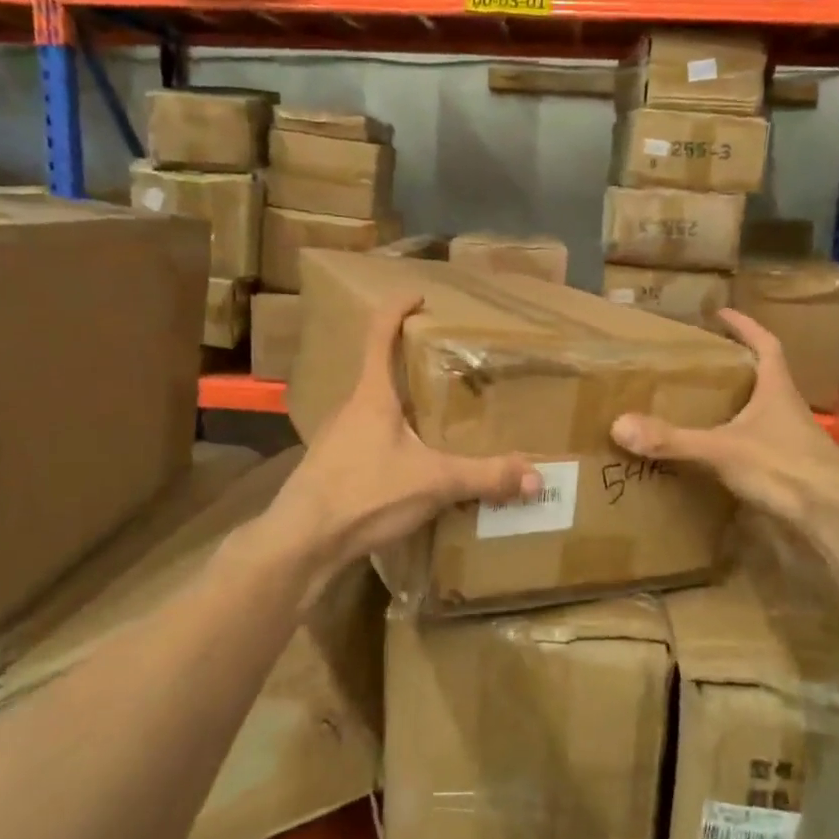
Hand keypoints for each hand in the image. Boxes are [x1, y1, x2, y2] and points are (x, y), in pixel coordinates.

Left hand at [266, 295, 539, 573]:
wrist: (301, 543)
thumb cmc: (363, 494)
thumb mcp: (433, 483)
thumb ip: (485, 477)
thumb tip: (536, 478)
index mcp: (372, 395)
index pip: (379, 333)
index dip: (398, 309)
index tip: (420, 296)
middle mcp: (351, 408)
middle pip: (381, 371)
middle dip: (412, 364)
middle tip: (451, 367)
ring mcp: (338, 438)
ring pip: (376, 409)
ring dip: (404, 405)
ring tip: (440, 416)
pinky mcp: (334, 466)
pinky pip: (370, 438)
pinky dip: (394, 438)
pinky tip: (414, 463)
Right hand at [610, 309, 838, 528]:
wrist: (836, 518)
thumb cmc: (785, 468)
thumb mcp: (722, 450)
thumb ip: (673, 439)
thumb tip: (619, 425)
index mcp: (777, 390)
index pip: (765, 345)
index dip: (746, 327)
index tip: (722, 313)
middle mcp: (788, 410)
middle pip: (763, 378)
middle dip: (735, 368)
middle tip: (700, 364)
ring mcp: (794, 441)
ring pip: (762, 414)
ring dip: (737, 407)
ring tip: (701, 406)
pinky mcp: (792, 470)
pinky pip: (760, 446)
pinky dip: (738, 442)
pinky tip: (717, 453)